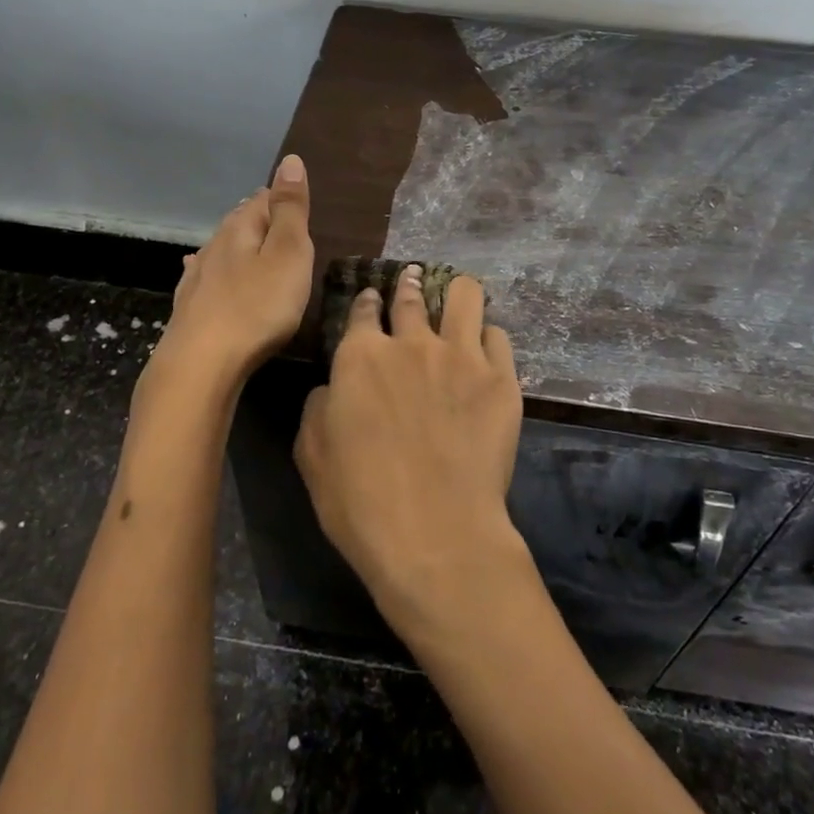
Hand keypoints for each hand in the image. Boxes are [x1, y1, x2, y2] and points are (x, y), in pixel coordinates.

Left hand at [159, 154, 313, 379]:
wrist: (201, 364)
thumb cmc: (256, 307)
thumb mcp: (288, 254)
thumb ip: (290, 209)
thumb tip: (290, 160)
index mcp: (240, 229)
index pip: (263, 199)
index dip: (282, 198)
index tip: (297, 203)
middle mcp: (215, 246)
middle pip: (240, 223)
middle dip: (260, 219)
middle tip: (280, 222)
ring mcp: (197, 277)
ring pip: (222, 250)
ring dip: (238, 245)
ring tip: (251, 244)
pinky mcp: (190, 307)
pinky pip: (206, 277)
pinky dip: (214, 271)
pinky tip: (202, 272)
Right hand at [294, 266, 524, 639]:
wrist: (435, 533)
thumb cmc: (361, 501)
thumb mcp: (312, 453)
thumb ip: (319, 406)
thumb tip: (334, 386)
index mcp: (361, 356)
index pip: (363, 310)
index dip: (366, 302)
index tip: (371, 301)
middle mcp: (412, 343)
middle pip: (411, 296)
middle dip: (409, 284)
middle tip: (413, 279)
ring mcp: (462, 357)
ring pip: (465, 296)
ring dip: (456, 293)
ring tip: (456, 298)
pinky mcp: (501, 379)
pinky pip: (498, 337)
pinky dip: (488, 337)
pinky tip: (484, 349)